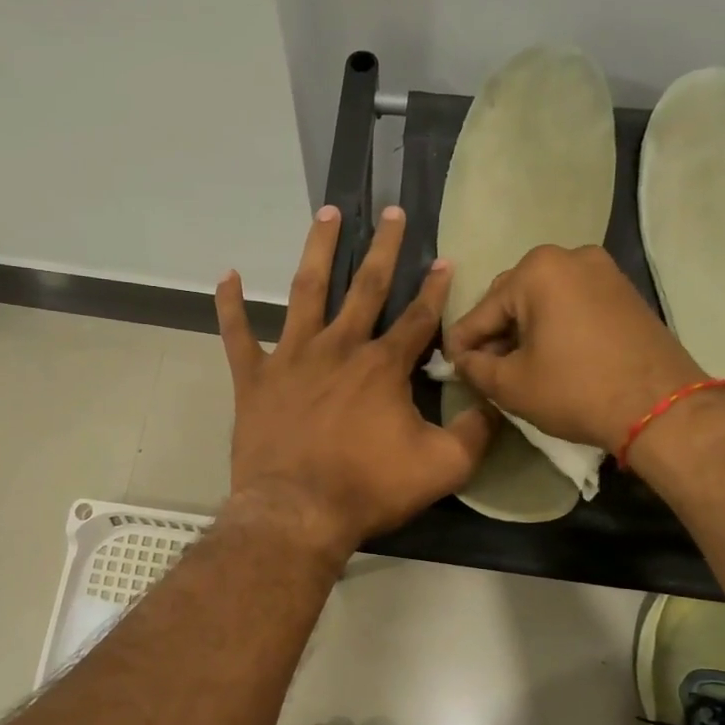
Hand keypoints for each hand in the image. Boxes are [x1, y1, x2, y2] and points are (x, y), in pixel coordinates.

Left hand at [217, 206, 493, 562]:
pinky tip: (226, 275)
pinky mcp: (255, 379)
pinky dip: (231, 306)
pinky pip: (238, 335)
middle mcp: (339, 347)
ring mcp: (292, 358)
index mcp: (383, 366)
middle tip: (392, 211)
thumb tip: (497, 402)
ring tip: (327, 213)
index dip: (436, 288)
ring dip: (319, 250)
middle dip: (384, 247)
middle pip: (366, 286)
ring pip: (306, 291)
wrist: (297, 513)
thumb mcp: (443, 467)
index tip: (446, 259)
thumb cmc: (369, 488)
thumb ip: (477, 431)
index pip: (418, 317)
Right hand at [443, 245, 704, 451]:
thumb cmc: (576, 390)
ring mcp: (603, 270)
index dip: (461, 344)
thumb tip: (462, 360)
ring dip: (525, 330)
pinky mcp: (624, 291)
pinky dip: (555, 326)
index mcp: (537, 270)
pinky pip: (573, 304)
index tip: (451, 368)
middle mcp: (570, 257)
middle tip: (486, 370)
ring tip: (518, 366)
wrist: (660, 407)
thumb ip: (474, 367)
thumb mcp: (510, 385)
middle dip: (496, 333)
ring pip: (544, 301)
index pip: (482, 311)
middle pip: (513, 298)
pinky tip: (551, 357)